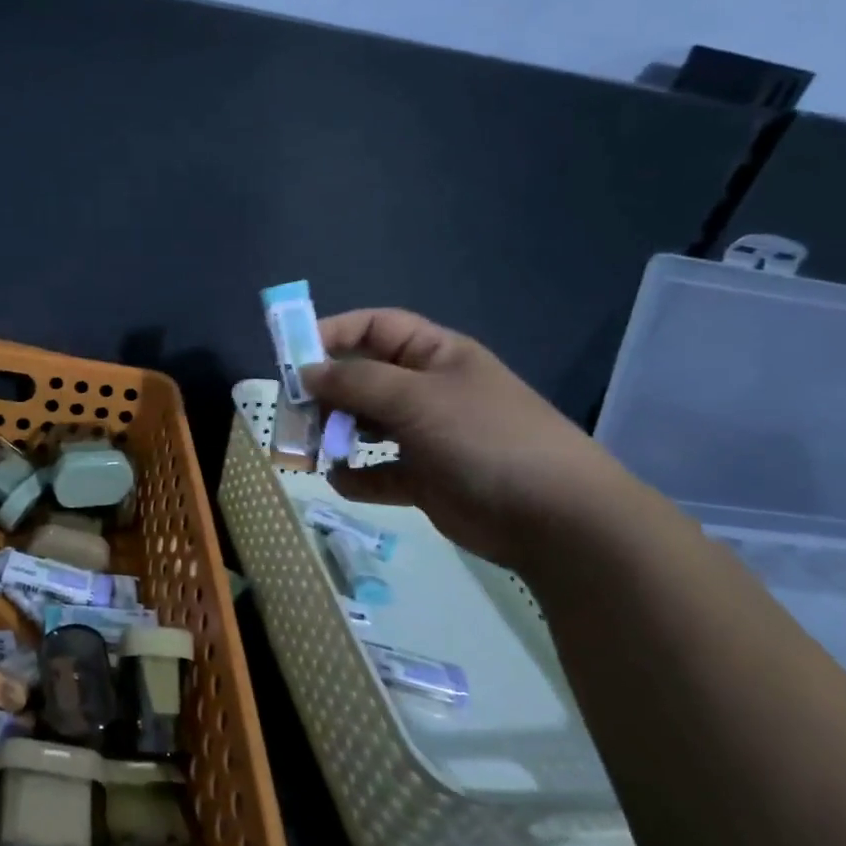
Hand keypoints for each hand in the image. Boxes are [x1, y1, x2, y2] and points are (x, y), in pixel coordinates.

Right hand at [302, 309, 627, 568]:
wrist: (552, 517)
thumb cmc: (483, 438)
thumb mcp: (416, 397)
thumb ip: (356, 381)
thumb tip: (307, 372)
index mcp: (434, 355)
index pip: (375, 328)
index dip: (333, 333)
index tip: (292, 355)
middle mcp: (427, 390)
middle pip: (363, 377)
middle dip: (326, 392)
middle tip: (293, 412)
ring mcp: (427, 435)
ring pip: (365, 425)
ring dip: (335, 433)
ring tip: (310, 448)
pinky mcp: (425, 478)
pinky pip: (379, 471)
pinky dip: (357, 475)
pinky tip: (341, 480)